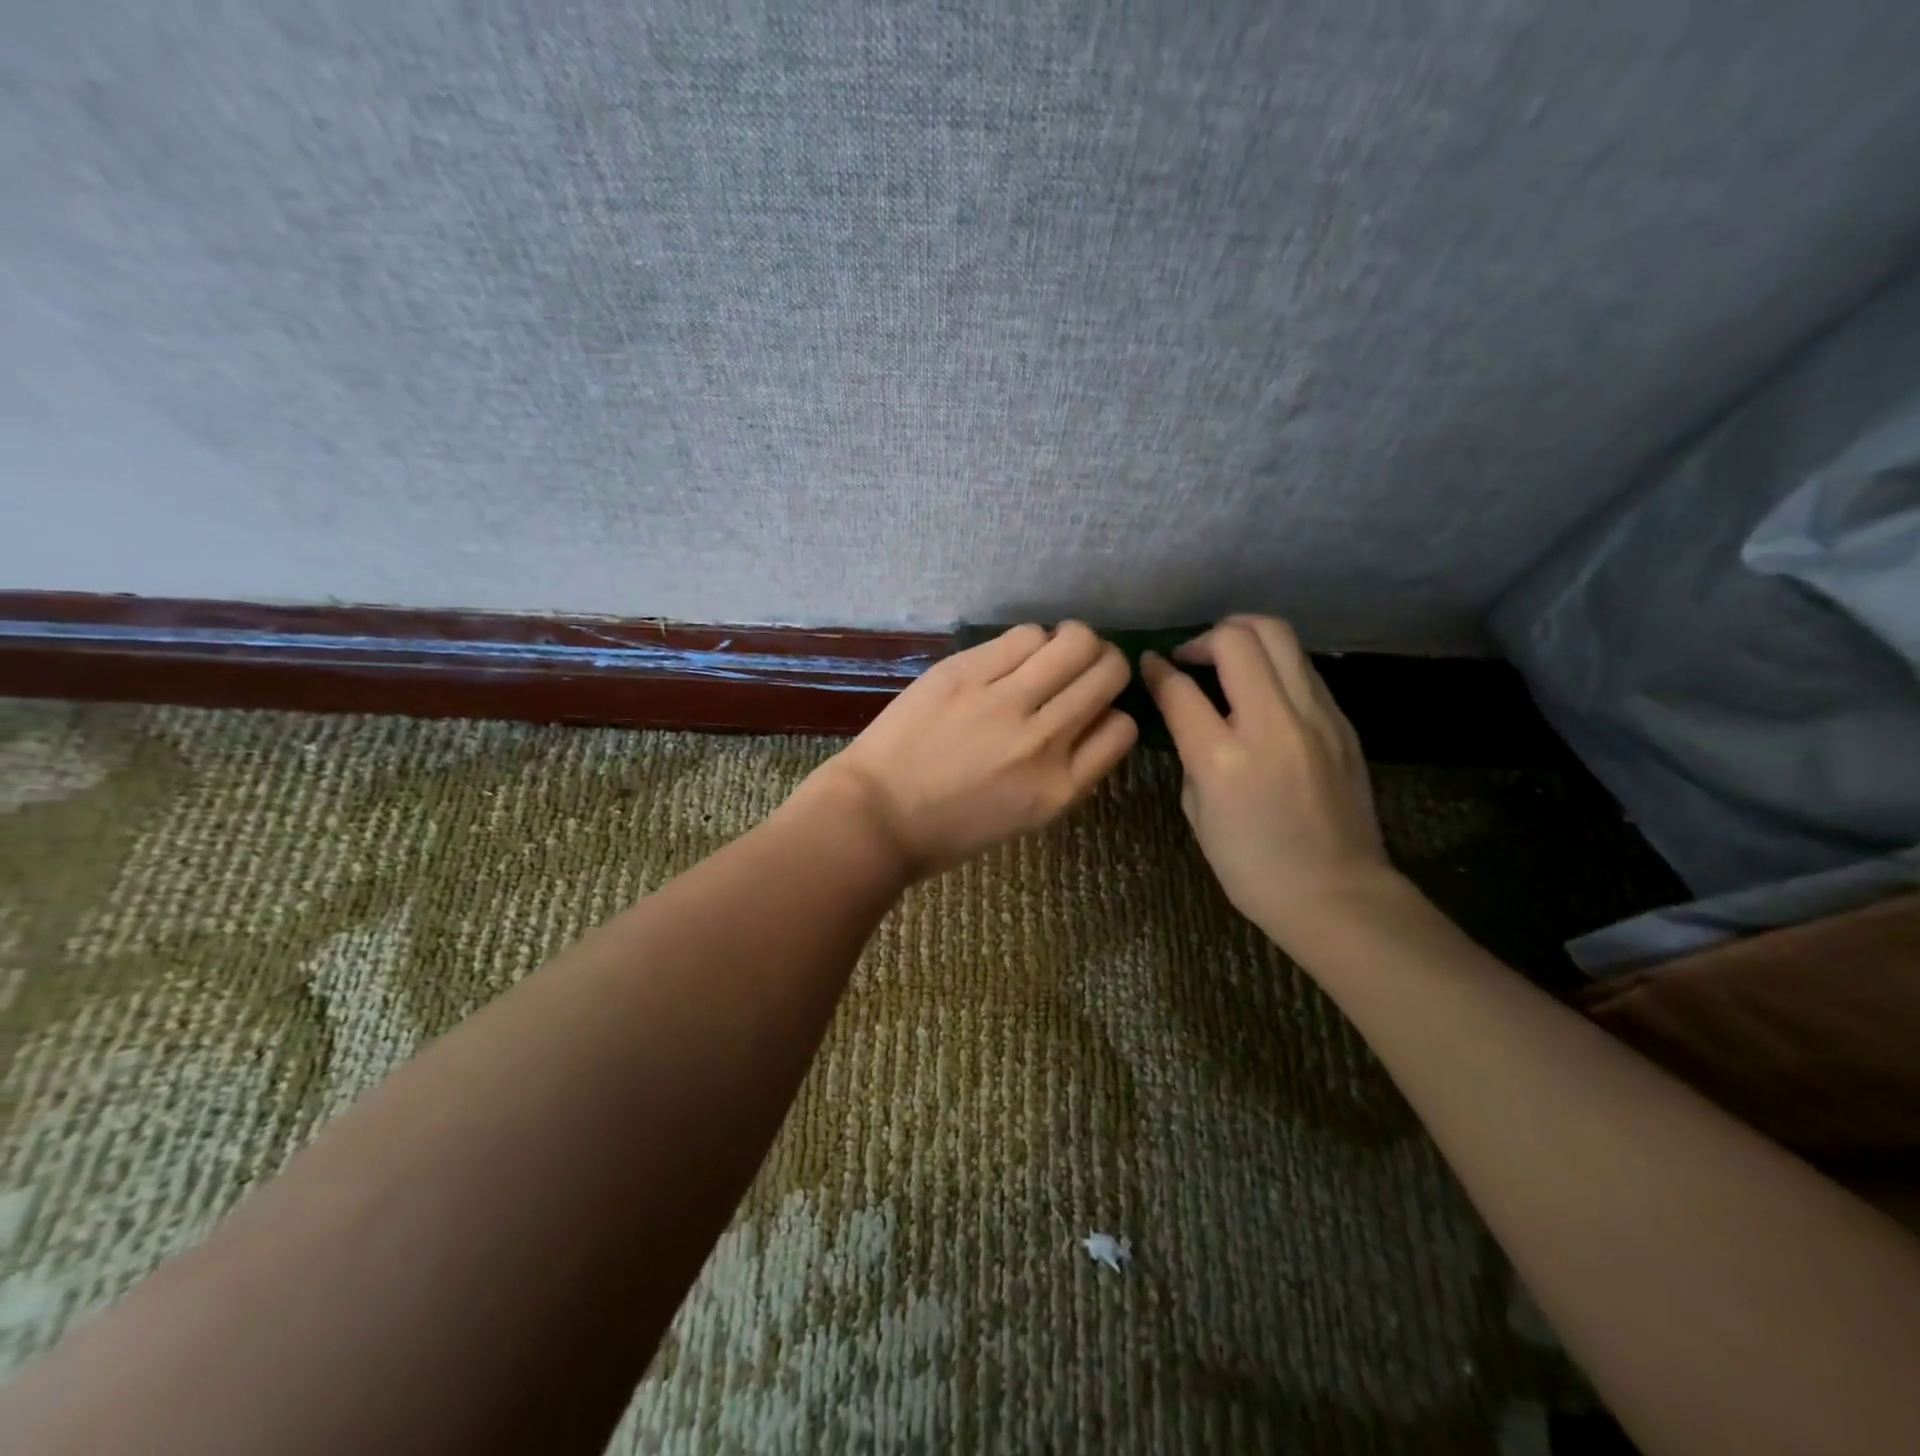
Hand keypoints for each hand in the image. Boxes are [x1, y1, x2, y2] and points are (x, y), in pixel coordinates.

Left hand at [812, 622, 1137, 879]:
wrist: (875, 817)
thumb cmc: (949, 830)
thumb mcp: (1027, 816)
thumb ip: (1067, 770)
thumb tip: (1089, 720)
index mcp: (1061, 787)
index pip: (1122, 727)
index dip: (1112, 713)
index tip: (1092, 711)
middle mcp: (1044, 740)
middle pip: (1109, 673)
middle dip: (1105, 664)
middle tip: (1082, 667)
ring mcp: (1004, 702)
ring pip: (1075, 642)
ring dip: (1073, 642)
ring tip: (1050, 653)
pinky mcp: (966, 672)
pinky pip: (1026, 635)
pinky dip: (1031, 640)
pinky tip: (1014, 654)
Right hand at [1141, 615, 1391, 946]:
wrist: (1337, 893)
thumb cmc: (1251, 867)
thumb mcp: (1198, 812)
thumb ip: (1192, 755)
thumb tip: (1193, 718)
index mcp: (1223, 759)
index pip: (1180, 689)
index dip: (1157, 669)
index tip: (1149, 663)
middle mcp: (1271, 725)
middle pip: (1239, 639)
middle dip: (1205, 637)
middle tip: (1192, 657)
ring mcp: (1315, 718)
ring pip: (1280, 637)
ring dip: (1244, 635)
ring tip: (1227, 657)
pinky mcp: (1341, 721)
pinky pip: (1302, 668)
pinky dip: (1274, 664)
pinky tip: (1262, 688)